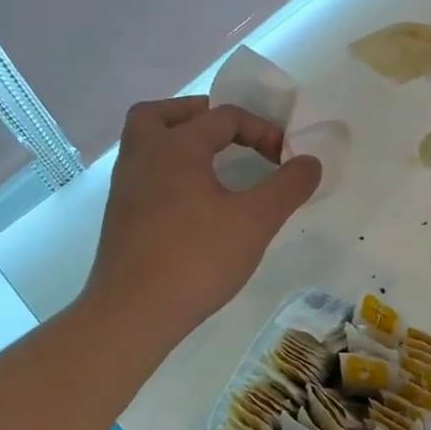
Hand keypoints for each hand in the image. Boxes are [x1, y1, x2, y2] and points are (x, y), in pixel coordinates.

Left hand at [86, 97, 321, 341]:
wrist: (133, 314)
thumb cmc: (197, 258)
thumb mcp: (256, 220)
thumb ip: (288, 186)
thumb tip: (310, 161)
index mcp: (175, 146)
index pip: (223, 118)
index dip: (262, 131)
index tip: (285, 160)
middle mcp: (143, 157)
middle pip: (160, 115)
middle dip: (196, 115)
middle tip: (226, 133)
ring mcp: (125, 188)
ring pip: (146, 145)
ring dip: (178, 143)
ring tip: (212, 163)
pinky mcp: (120, 218)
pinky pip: (144, 175)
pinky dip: (169, 172)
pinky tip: (193, 201)